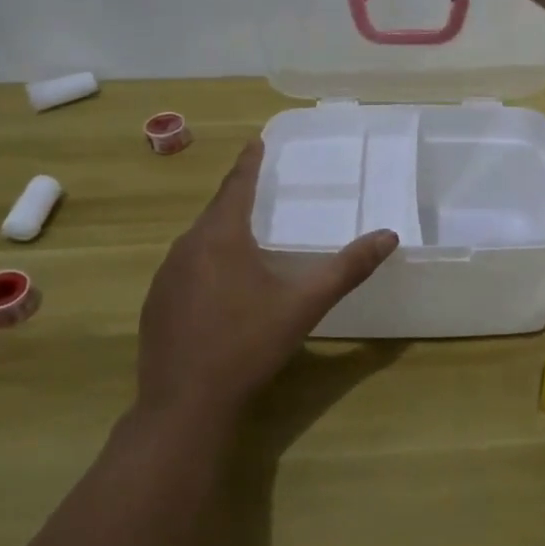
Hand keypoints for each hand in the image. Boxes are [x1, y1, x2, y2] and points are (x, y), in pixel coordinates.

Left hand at [136, 141, 397, 426]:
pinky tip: (218, 287)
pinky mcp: (155, 304)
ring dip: (220, 231)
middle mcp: (187, 247)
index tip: (256, 140)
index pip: (237, 185)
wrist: (185, 405)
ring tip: (243, 234)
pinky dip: (204, 263)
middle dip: (237, 196)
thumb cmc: (248, 345)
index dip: (249, 162)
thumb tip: (389, 236)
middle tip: (258, 187)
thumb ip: (347, 269)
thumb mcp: (304, 305)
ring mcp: (165, 277)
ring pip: (197, 240)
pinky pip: (184, 268)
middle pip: (216, 211)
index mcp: (221, 237)